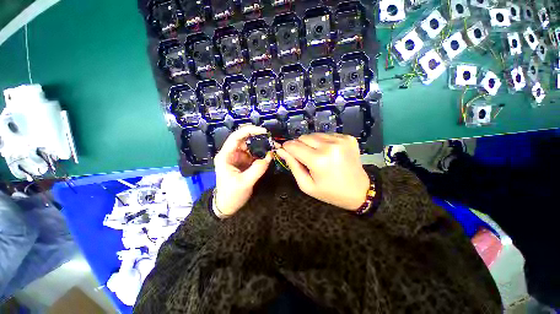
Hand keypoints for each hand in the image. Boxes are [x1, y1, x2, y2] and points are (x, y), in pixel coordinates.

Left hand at [214, 126, 272, 216]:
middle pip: (245, 139)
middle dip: (259, 138)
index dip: (250, 131)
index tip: (264, 132)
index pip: (236, 136)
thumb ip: (257, 169)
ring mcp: (239, 158)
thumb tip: (269, 156)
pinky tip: (269, 155)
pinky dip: (262, 153)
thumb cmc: (231, 195)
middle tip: (272, 141)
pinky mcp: (245, 163)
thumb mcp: (244, 183)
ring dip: (262, 146)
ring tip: (273, 148)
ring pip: (251, 146)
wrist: (228, 206)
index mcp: (226, 156)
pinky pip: (254, 154)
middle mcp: (232, 153)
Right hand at [276, 133, 369, 210]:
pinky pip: (326, 135)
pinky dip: (323, 142)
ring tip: (317, 155)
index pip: (293, 146)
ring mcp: (341, 140)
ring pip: (314, 134)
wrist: (359, 191)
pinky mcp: (348, 138)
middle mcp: (329, 146)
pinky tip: (327, 152)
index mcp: (318, 160)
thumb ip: (292, 166)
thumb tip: (280, 151)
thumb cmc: (330, 192)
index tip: (285, 152)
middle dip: (299, 146)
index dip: (286, 148)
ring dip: (311, 143)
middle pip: (303, 137)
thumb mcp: (307, 185)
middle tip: (304, 158)